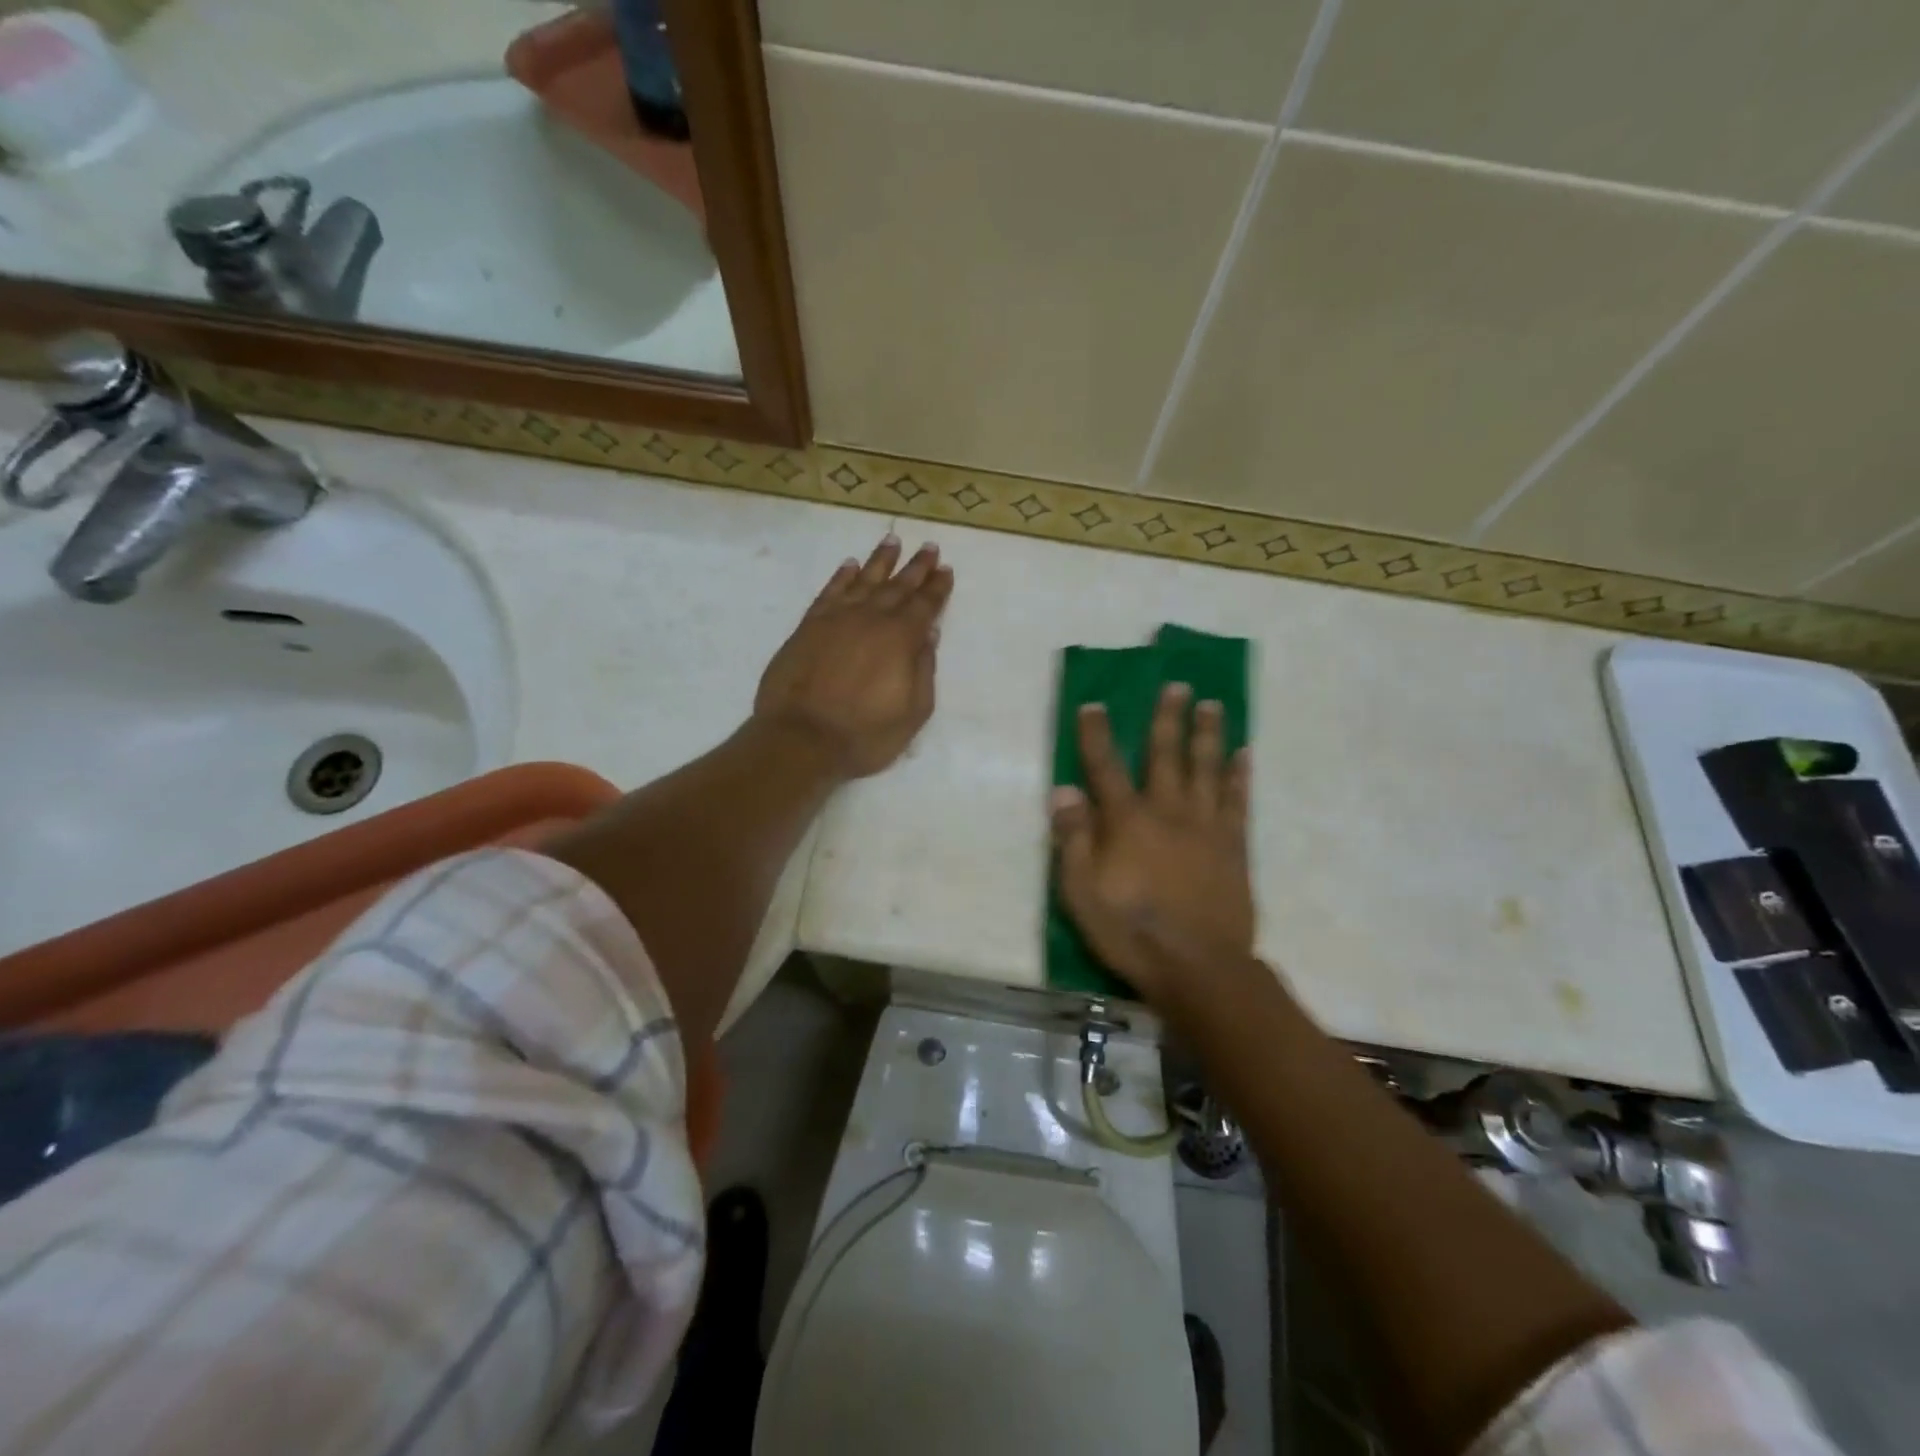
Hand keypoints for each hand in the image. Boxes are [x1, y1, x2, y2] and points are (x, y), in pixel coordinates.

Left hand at [754, 534, 952, 779]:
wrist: (801, 739)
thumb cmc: (865, 734)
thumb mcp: (913, 712)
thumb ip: (924, 669)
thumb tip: (929, 633)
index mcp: (900, 639)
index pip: (924, 605)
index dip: (937, 587)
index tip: (946, 569)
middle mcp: (870, 619)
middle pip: (897, 587)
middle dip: (916, 567)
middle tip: (929, 547)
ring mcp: (836, 619)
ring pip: (863, 580)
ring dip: (880, 561)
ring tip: (892, 541)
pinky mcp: (808, 627)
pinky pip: (829, 592)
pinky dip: (842, 576)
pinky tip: (850, 565)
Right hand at [1051, 683, 1254, 1001]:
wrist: (1198, 967)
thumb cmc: (1131, 931)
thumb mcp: (1081, 893)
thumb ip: (1073, 839)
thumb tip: (1063, 791)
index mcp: (1127, 822)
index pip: (1105, 768)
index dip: (1096, 735)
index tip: (1093, 704)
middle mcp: (1168, 812)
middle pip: (1166, 755)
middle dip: (1168, 718)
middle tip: (1178, 685)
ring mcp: (1206, 827)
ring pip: (1207, 769)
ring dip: (1208, 734)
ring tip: (1213, 704)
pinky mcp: (1234, 847)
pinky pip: (1237, 801)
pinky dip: (1240, 776)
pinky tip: (1244, 754)